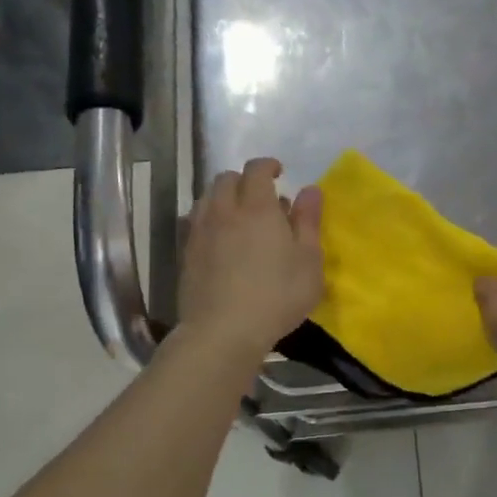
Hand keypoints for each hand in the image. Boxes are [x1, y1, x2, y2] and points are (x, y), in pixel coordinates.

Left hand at [178, 158, 324, 358]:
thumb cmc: (277, 296)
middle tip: (262, 198)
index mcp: (258, 207)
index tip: (279, 173)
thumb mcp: (309, 261)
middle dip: (244, 180)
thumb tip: (310, 190)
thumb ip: (309, 221)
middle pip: (226, 179)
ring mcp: (201, 232)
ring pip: (207, 198)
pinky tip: (221, 240)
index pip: (256, 169)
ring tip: (239, 217)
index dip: (268, 165)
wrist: (222, 331)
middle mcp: (225, 211)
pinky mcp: (186, 253)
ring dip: (224, 198)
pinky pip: (195, 222)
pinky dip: (209, 219)